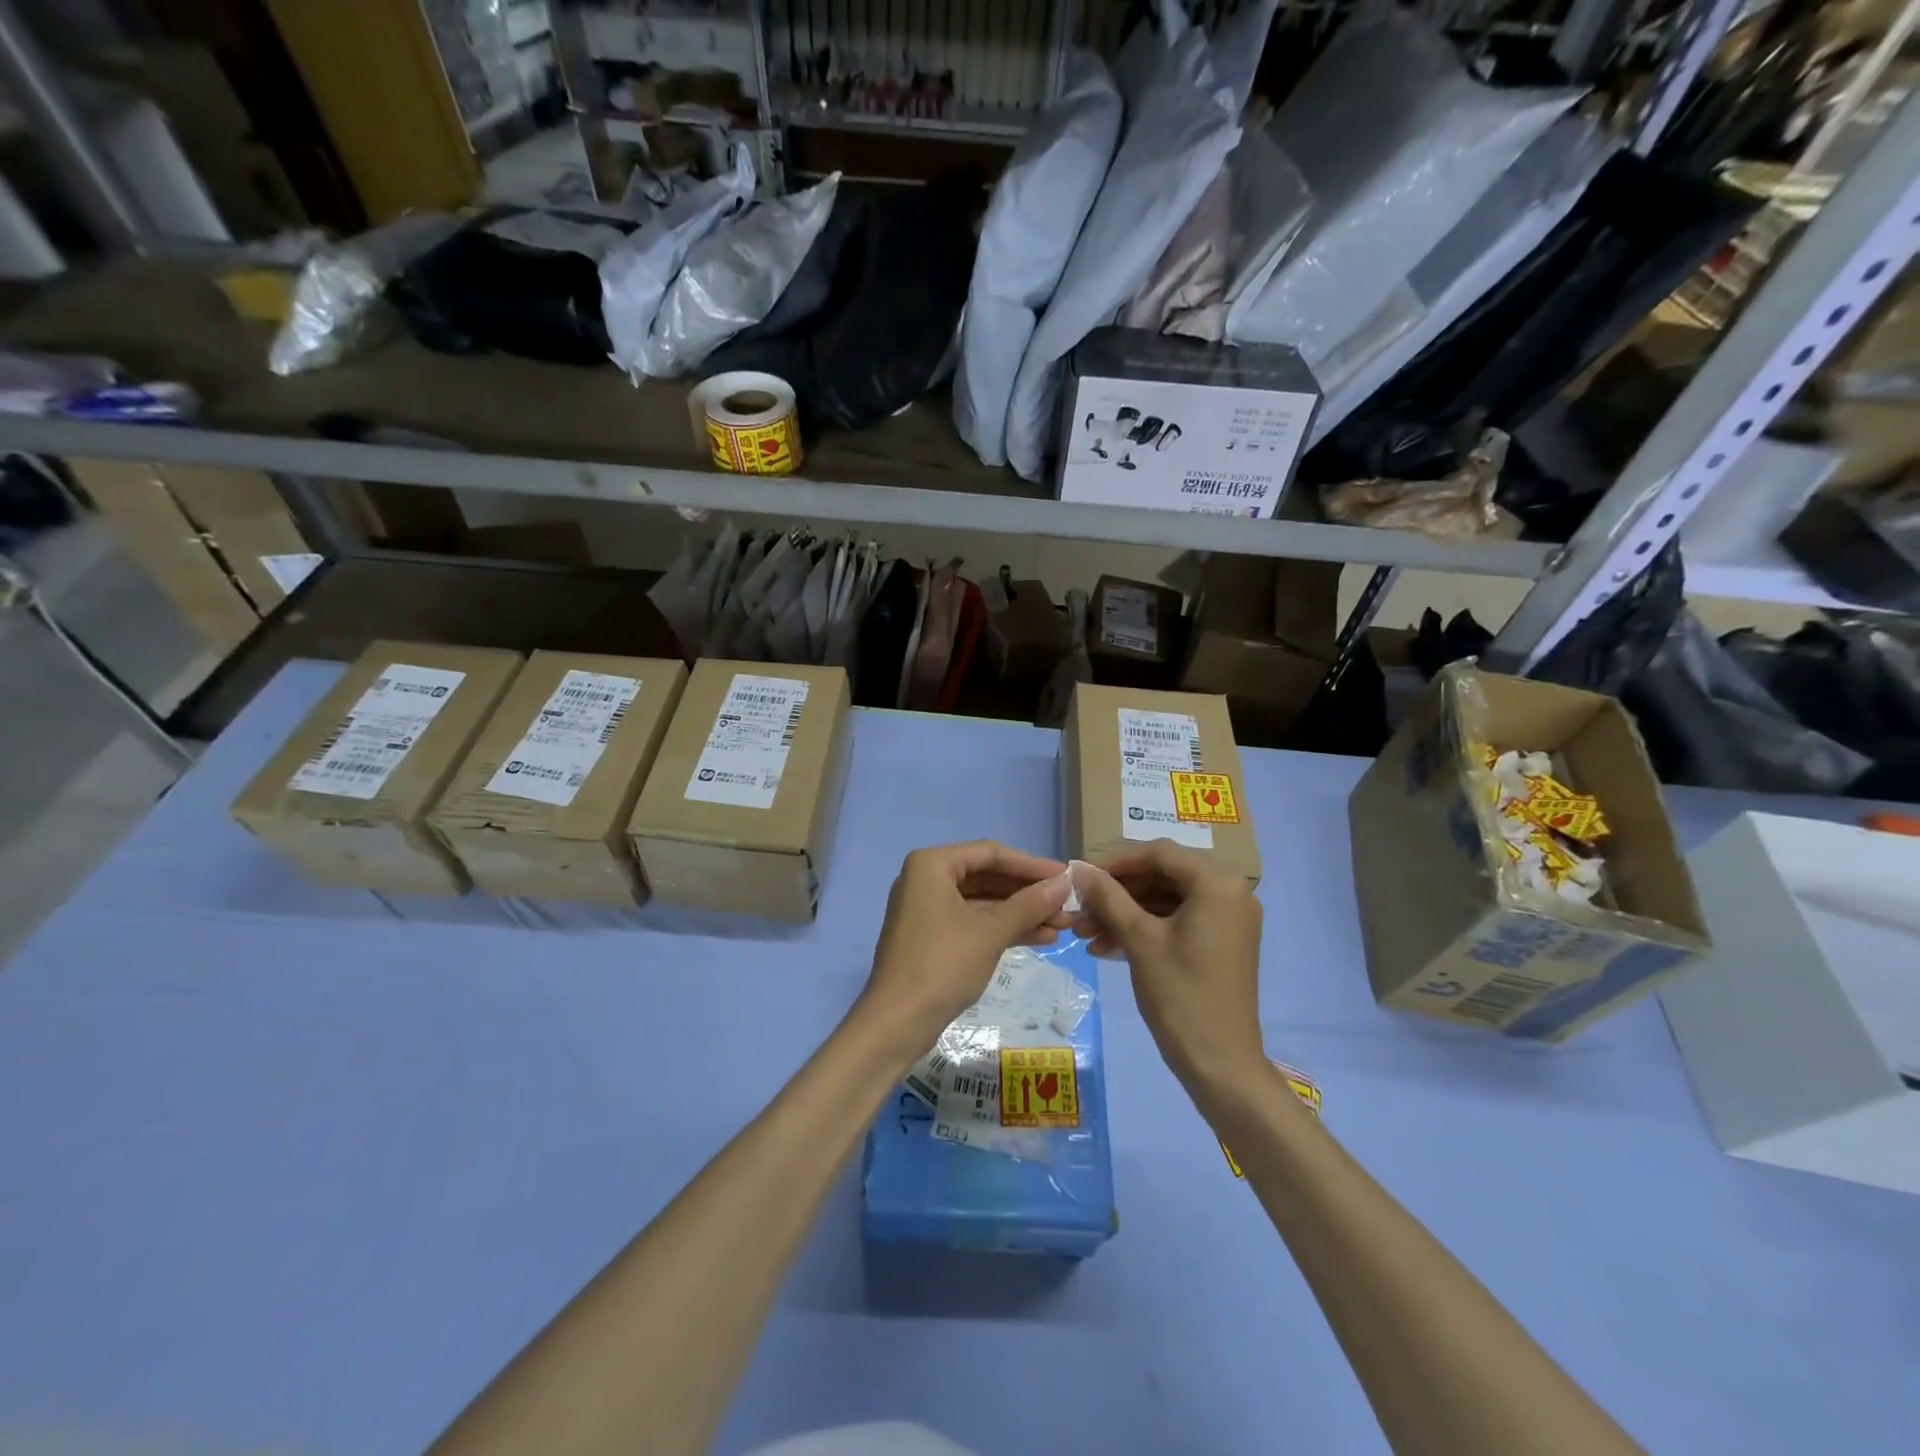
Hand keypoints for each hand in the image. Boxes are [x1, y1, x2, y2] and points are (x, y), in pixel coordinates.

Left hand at [860, 842, 1073, 1058]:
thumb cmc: (943, 965)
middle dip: (1028, 893)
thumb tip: (1064, 884)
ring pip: (983, 903)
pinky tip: (1040, 938)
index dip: (1031, 865)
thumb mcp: (991, 932)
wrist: (897, 1022)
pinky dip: (1003, 928)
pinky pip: (974, 922)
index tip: (1066, 876)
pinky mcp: (932, 937)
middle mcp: (926, 879)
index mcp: (932, 864)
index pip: (990, 854)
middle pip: (987, 877)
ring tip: (1063, 926)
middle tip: (1067, 905)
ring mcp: (928, 909)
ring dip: (1021, 913)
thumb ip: (1029, 904)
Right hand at [1074, 841, 1264, 1086]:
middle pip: (1162, 876)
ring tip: (1085, 934)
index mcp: (1217, 883)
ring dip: (1125, 914)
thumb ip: (1108, 897)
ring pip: (1165, 901)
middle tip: (1079, 910)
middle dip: (1117, 893)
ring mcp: (1227, 919)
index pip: (1158, 854)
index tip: (1081, 878)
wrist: (1220, 1063)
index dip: (1116, 862)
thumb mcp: (1139, 939)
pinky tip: (1106, 947)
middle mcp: (1229, 892)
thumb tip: (1079, 869)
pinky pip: (1177, 921)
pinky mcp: (1221, 942)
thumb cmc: (1180, 994)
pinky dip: (1144, 929)